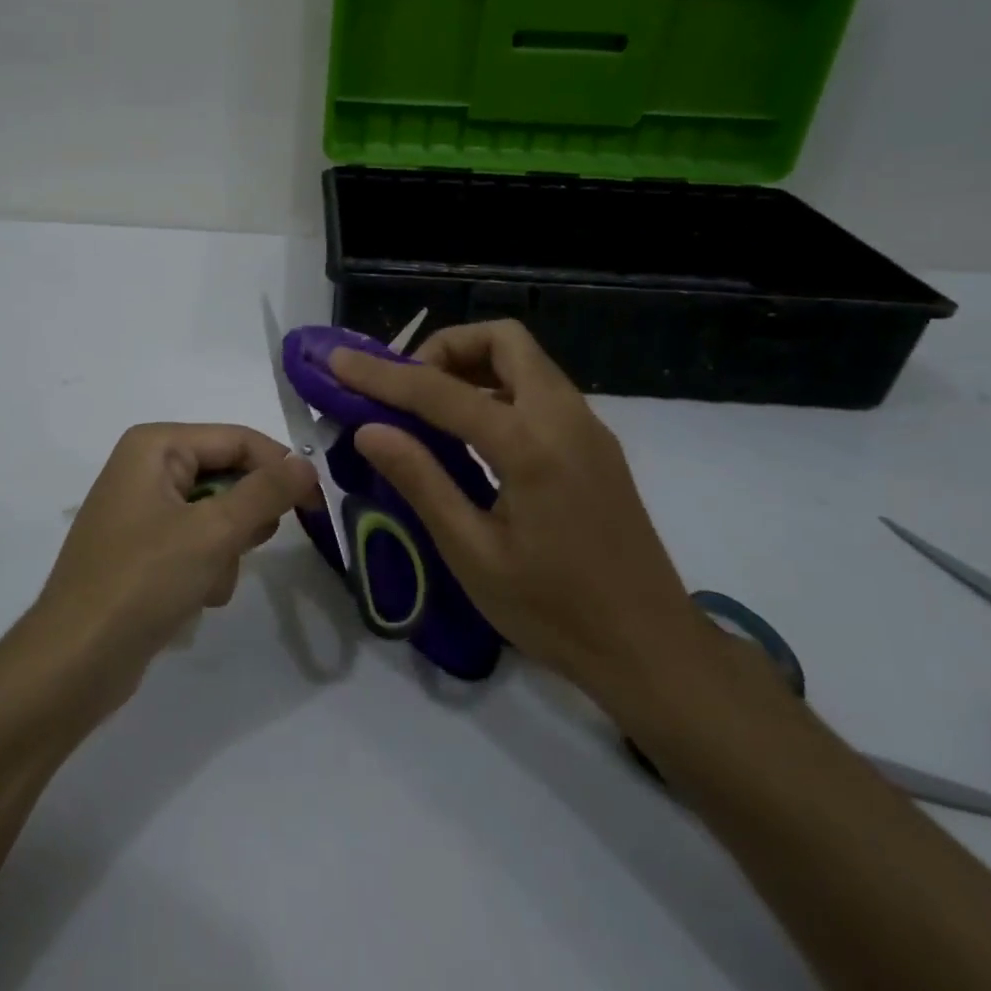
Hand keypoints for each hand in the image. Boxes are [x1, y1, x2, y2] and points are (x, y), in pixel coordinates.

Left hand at [33, 423, 316, 691]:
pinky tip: (193, 598)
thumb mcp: (213, 532)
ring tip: (207, 581)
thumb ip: (266, 492)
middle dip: (244, 519)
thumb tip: (307, 463)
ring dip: (226, 550)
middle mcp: (146, 466)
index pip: (238, 439)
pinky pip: (196, 542)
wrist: (74, 663)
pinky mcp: (142, 548)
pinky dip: (206, 568)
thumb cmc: (142, 582)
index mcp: (156, 445)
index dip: (281, 467)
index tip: (318, 505)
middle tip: (247, 548)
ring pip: (217, 514)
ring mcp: (142, 509)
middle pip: (228, 475)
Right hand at [330, 321, 702, 710]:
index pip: (441, 391)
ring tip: (430, 411)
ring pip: (525, 361)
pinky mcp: (595, 445)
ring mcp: (587, 428)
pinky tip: (472, 436)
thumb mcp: (473, 554)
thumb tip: (369, 430)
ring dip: (472, 366)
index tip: (339, 360)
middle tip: (406, 389)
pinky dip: (497, 389)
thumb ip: (421, 481)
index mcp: (531, 445)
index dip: (381, 374)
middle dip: (445, 349)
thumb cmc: (554, 611)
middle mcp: (565, 418)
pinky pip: (539, 390)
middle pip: (503, 341)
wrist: (651, 649)